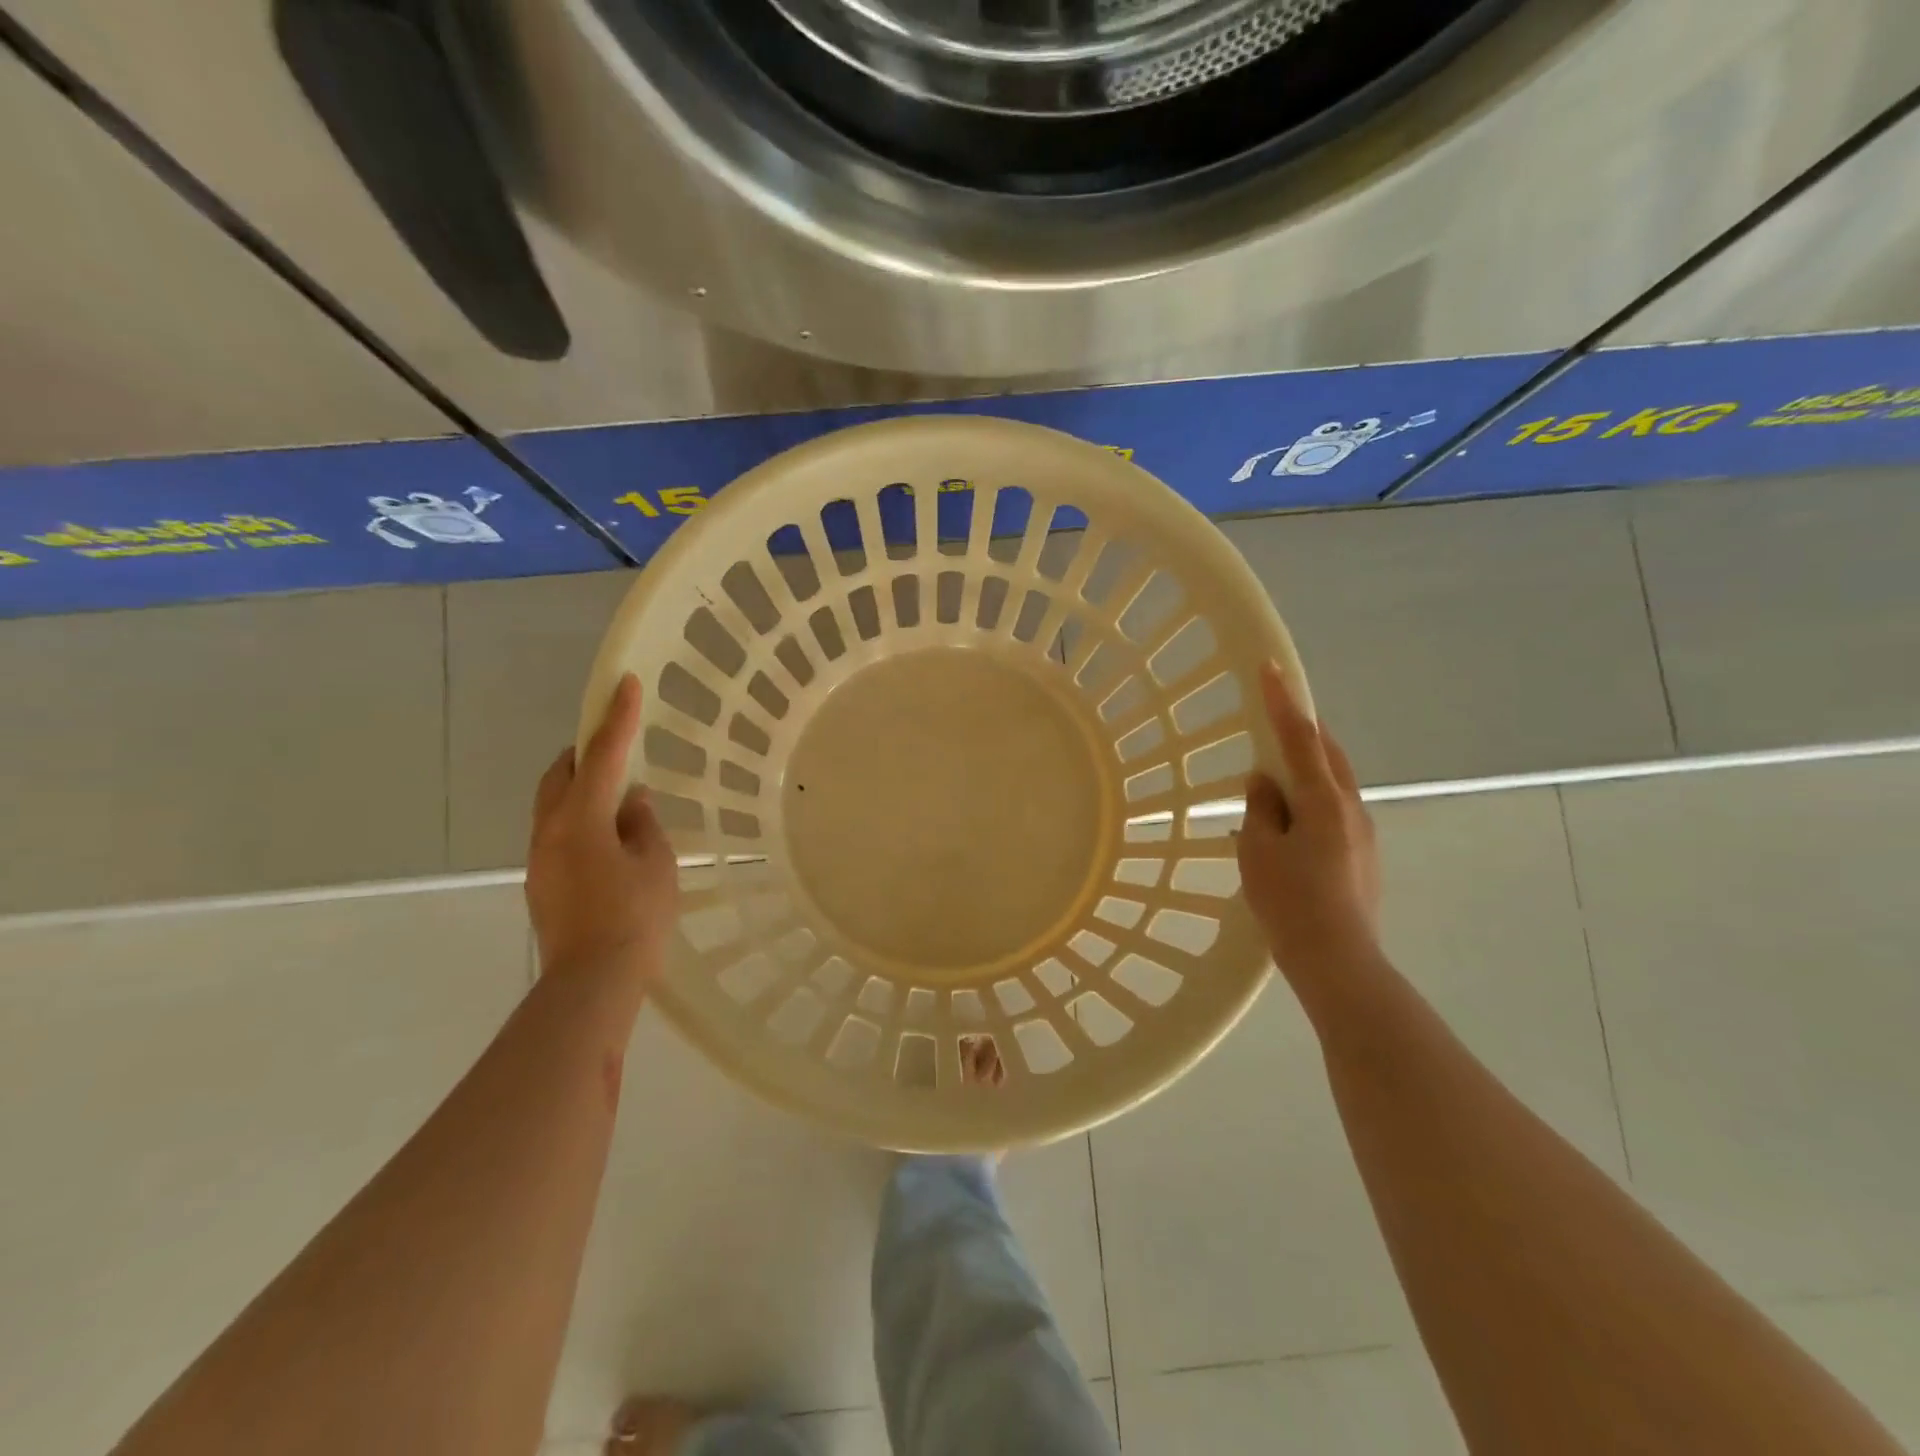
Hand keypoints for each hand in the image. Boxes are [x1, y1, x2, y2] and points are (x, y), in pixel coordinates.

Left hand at [526, 673, 678, 984]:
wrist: (591, 982)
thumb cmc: (634, 917)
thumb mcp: (656, 864)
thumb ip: (643, 825)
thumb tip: (631, 802)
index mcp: (581, 819)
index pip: (602, 755)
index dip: (617, 718)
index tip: (625, 684)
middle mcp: (550, 831)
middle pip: (560, 775)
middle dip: (585, 753)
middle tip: (614, 747)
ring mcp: (540, 859)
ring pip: (554, 806)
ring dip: (581, 790)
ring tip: (617, 799)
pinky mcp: (542, 884)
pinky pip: (558, 834)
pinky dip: (580, 821)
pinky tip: (608, 841)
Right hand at [1236, 661, 1380, 976]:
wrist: (1338, 961)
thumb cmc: (1290, 902)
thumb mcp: (1258, 851)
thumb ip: (1261, 809)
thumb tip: (1265, 782)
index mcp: (1323, 800)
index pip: (1299, 738)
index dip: (1282, 701)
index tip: (1271, 667)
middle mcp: (1350, 808)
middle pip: (1329, 755)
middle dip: (1305, 731)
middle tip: (1278, 717)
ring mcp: (1363, 833)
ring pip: (1335, 784)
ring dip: (1309, 768)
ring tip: (1278, 776)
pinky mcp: (1364, 856)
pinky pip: (1335, 811)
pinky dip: (1312, 800)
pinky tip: (1290, 823)